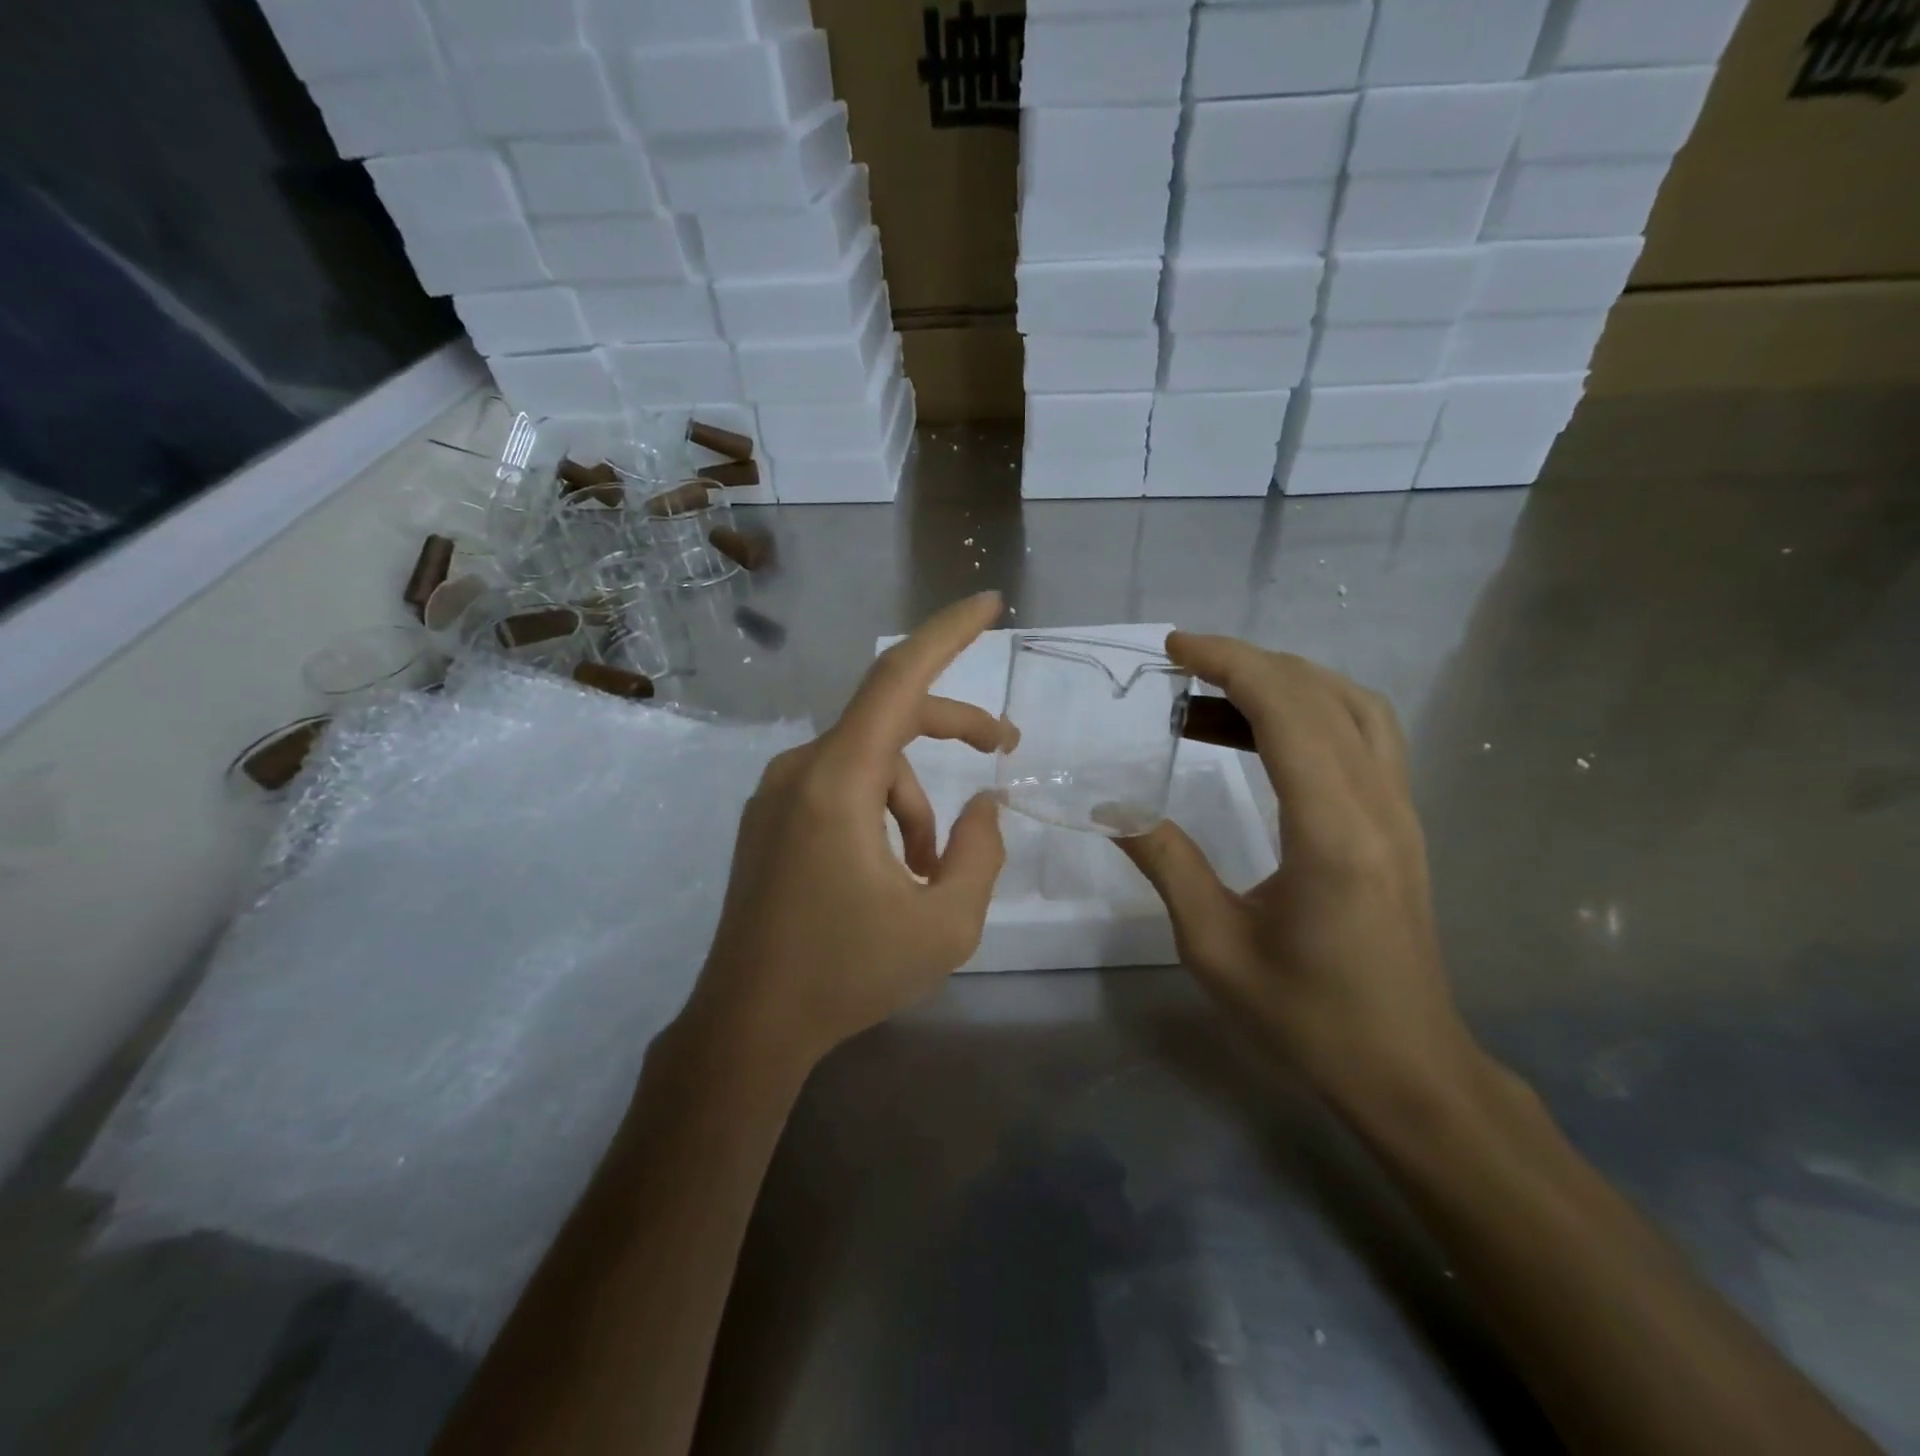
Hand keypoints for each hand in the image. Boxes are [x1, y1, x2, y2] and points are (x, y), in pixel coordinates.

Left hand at [685, 593, 1010, 1069]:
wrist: (747, 1027)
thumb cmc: (847, 974)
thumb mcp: (944, 924)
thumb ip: (979, 853)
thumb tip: (984, 807)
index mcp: (837, 781)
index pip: (898, 679)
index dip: (947, 633)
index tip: (988, 604)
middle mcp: (800, 770)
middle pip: (889, 717)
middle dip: (953, 728)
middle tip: (1004, 749)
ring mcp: (778, 794)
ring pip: (868, 763)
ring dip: (914, 800)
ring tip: (934, 870)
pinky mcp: (770, 819)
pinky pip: (839, 788)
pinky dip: (880, 811)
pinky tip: (894, 870)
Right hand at [1119, 633, 1482, 1116]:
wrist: (1407, 1071)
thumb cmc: (1307, 1018)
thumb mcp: (1214, 946)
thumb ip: (1166, 862)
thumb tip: (1111, 807)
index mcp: (1332, 831)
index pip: (1287, 710)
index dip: (1230, 663)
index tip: (1175, 648)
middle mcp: (1378, 804)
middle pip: (1322, 694)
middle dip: (1249, 662)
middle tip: (1182, 666)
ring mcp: (1399, 812)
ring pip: (1353, 707)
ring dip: (1286, 682)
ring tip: (1214, 695)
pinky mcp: (1400, 825)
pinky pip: (1364, 737)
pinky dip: (1312, 711)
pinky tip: (1262, 735)